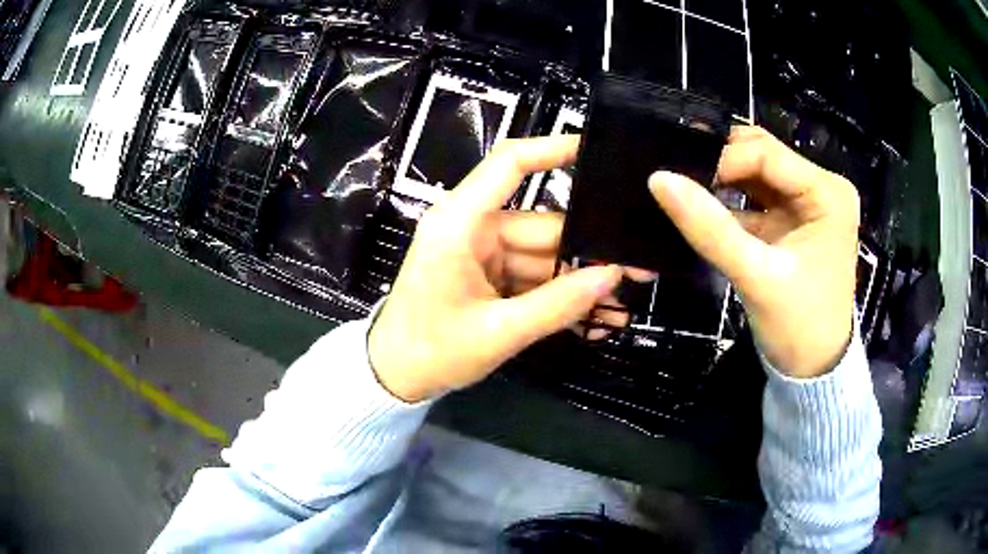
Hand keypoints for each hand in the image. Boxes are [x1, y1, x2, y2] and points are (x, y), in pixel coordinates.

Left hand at [369, 136, 634, 401]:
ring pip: (542, 255)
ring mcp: (480, 252)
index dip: (553, 149)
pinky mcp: (486, 274)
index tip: (597, 149)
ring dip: (578, 281)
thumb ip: (558, 305)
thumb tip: (613, 276)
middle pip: (543, 226)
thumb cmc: (432, 351)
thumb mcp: (499, 332)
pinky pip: (530, 276)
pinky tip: (595, 317)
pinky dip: (558, 295)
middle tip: (639, 271)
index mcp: (460, 223)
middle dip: (589, 252)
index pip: (509, 163)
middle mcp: (472, 227)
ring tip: (622, 304)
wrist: (394, 377)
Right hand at [649, 126, 859, 377]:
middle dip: (722, 163)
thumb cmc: (797, 327)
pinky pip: (756, 196)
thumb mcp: (755, 277)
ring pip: (757, 171)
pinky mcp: (794, 219)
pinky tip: (704, 206)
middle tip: (682, 177)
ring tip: (687, 187)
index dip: (722, 160)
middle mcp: (822, 188)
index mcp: (828, 194)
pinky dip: (730, 199)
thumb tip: (659, 179)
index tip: (682, 180)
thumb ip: (710, 229)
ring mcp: (808, 202)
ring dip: (723, 179)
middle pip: (763, 154)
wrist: (814, 370)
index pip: (767, 154)